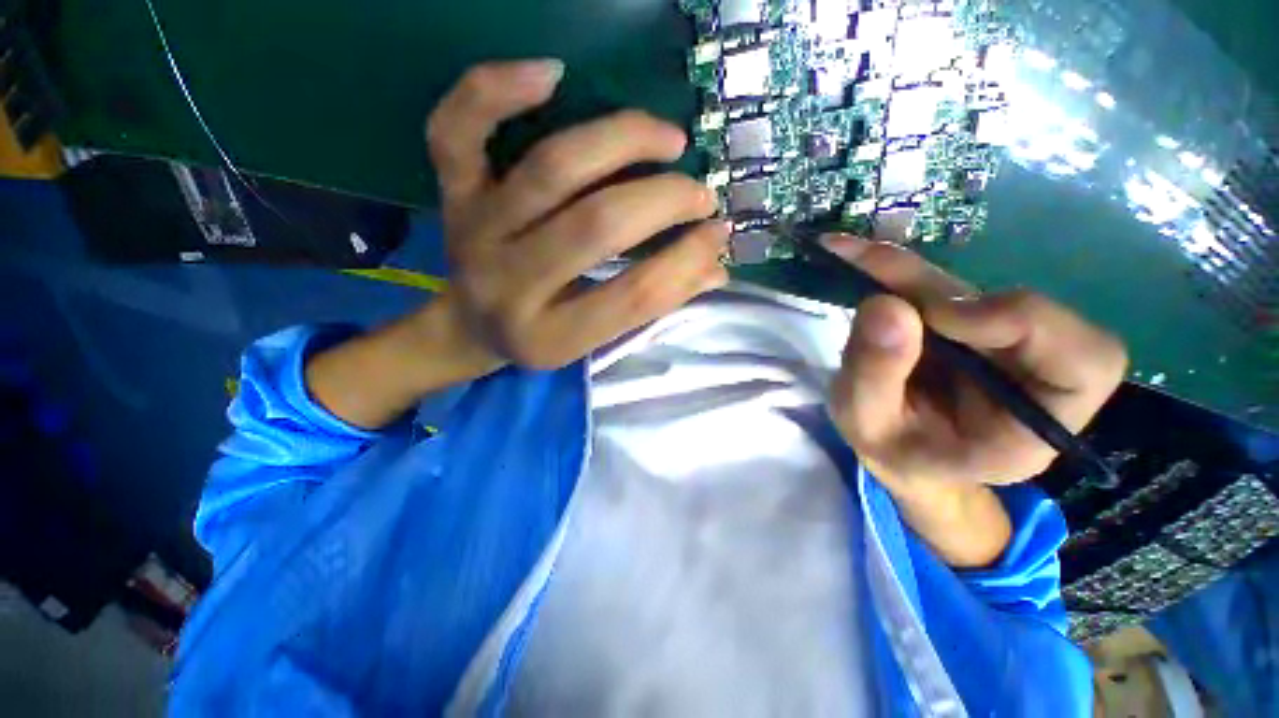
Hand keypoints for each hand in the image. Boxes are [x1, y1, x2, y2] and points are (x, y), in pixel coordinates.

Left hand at [425, 60, 729, 368]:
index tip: (718, 235)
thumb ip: (652, 305)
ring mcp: (475, 232)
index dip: (686, 262)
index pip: (632, 296)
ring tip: (669, 139)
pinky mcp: (453, 194)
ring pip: (552, 168)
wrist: (469, 325)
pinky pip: (457, 128)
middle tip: (700, 194)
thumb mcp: (594, 339)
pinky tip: (551, 74)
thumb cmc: (541, 335)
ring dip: (623, 142)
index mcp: (550, 336)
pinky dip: (497, 89)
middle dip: (664, 202)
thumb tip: (717, 268)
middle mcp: (510, 284)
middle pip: (597, 225)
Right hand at [825, 235, 1126, 491]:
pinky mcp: (969, 324)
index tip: (936, 317)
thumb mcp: (868, 426)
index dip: (1022, 322)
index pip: (1085, 361)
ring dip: (906, 272)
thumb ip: (875, 376)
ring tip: (848, 256)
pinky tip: (856, 256)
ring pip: (971, 290)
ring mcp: (1001, 344)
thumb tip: (886, 304)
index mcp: (1035, 425)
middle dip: (934, 288)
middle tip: (866, 264)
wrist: (897, 452)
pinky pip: (943, 287)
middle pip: (1017, 307)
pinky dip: (897, 270)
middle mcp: (1034, 375)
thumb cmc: (892, 453)